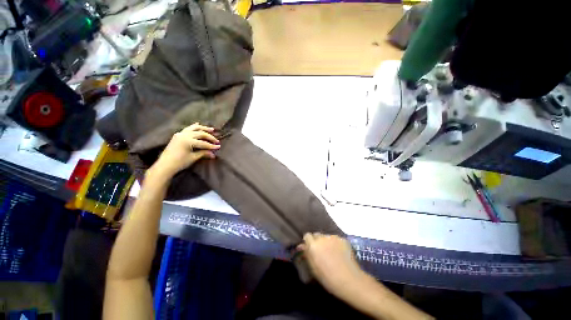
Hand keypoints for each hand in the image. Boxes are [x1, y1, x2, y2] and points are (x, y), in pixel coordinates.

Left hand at [149, 123, 219, 178]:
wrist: (165, 165)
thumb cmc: (180, 162)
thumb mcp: (193, 158)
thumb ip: (204, 153)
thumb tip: (213, 154)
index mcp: (188, 141)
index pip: (203, 143)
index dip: (212, 145)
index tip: (219, 147)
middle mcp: (184, 135)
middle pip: (200, 134)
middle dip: (209, 137)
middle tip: (217, 140)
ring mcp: (180, 134)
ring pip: (194, 128)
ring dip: (203, 129)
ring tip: (211, 129)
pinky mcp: (178, 135)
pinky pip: (187, 129)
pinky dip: (194, 127)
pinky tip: (198, 124)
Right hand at [297, 233, 363, 294]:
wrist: (350, 280)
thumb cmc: (328, 278)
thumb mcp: (313, 268)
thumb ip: (307, 254)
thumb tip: (301, 246)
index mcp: (313, 245)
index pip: (307, 236)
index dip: (308, 242)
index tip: (311, 249)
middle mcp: (322, 238)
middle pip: (316, 234)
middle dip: (317, 241)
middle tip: (320, 251)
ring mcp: (333, 237)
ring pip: (326, 236)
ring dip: (326, 242)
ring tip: (331, 252)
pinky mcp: (342, 239)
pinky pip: (335, 239)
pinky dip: (335, 243)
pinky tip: (339, 253)